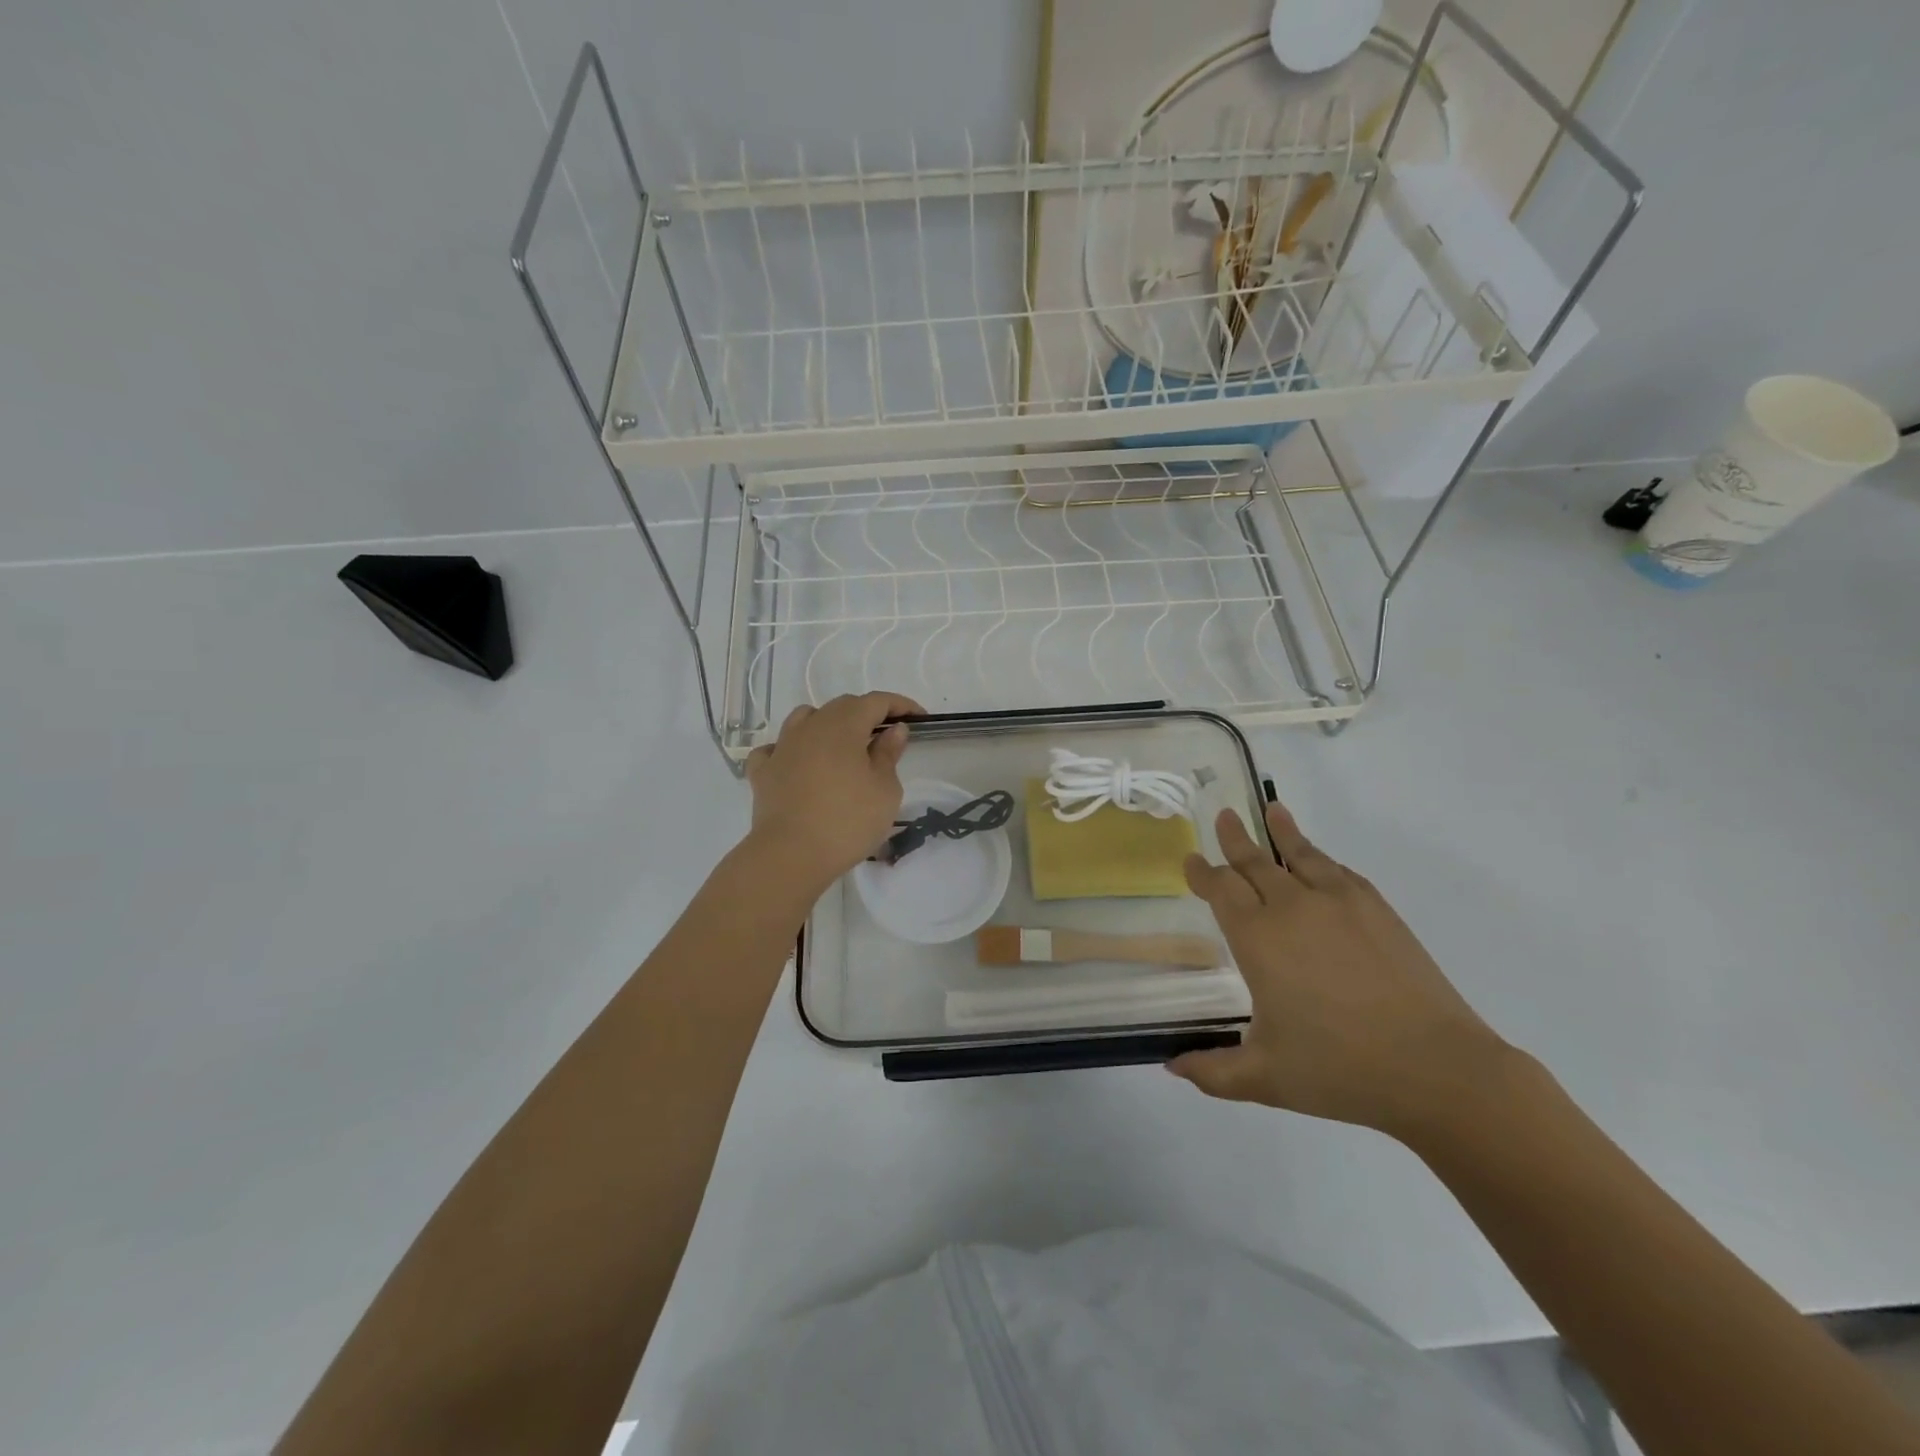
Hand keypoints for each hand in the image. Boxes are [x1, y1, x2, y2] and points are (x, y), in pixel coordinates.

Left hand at [743, 692, 923, 892]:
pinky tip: (797, 763)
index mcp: (844, 726)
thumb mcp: (884, 790)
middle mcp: (811, 727)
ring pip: (805, 718)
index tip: (920, 718)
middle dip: (867, 714)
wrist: (791, 855)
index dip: (900, 705)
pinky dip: (790, 750)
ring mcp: (782, 747)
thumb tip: (894, 729)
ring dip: (827, 724)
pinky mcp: (763, 772)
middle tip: (886, 737)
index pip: (876, 702)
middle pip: (842, 706)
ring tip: (841, 746)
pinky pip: (775, 749)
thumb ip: (888, 754)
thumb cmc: (848, 821)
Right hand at [1169, 799, 1511, 1137]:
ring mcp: (1340, 903)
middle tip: (1223, 816)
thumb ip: (1212, 1072)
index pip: (1219, 890)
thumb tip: (1172, 1067)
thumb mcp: (1264, 1079)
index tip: (1191, 860)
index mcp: (1258, 939)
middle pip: (1254, 862)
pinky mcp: (1379, 910)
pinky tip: (1319, 860)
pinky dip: (1321, 859)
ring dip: (1281, 832)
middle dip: (1234, 840)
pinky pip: (1339, 871)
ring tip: (1272, 810)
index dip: (1202, 873)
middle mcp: (1292, 908)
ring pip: (1300, 855)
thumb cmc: (1339, 1071)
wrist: (1437, 1069)